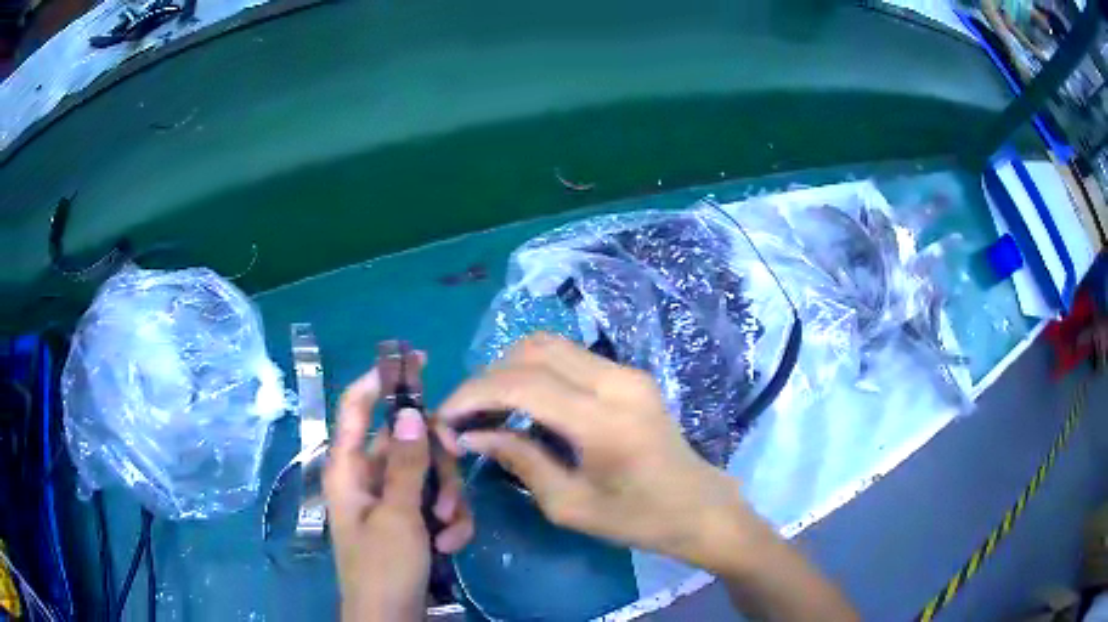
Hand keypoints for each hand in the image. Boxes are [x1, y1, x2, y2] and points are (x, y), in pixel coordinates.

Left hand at [325, 365, 473, 621]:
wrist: (392, 619)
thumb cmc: (383, 568)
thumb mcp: (398, 516)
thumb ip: (406, 465)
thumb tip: (411, 413)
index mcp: (349, 469)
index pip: (357, 406)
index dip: (381, 379)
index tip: (417, 360)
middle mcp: (369, 477)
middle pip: (408, 440)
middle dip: (436, 461)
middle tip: (455, 474)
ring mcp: (392, 499)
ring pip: (429, 472)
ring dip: (448, 497)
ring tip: (449, 529)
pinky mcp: (411, 520)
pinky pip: (436, 502)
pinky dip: (450, 520)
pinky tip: (452, 545)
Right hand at [437, 334, 754, 570]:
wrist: (700, 507)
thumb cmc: (639, 519)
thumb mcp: (570, 506)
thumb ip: (520, 461)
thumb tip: (471, 435)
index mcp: (604, 421)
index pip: (522, 384)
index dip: (473, 395)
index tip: (444, 418)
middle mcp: (616, 381)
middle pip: (532, 350)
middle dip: (487, 378)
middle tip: (465, 416)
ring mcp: (626, 372)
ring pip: (549, 345)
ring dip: (509, 370)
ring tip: (489, 410)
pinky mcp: (629, 375)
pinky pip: (569, 357)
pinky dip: (535, 373)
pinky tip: (524, 406)